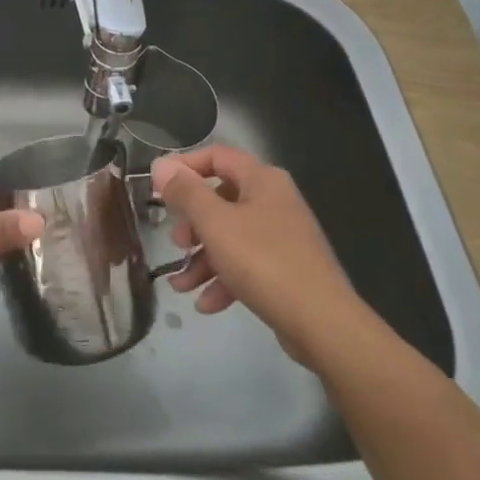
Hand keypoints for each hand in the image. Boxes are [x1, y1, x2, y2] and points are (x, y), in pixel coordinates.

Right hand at [151, 145, 369, 369]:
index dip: (184, 166)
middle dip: (192, 223)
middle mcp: (274, 201)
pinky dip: (223, 280)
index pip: (217, 156)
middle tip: (176, 242)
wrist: (322, 323)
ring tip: (180, 285)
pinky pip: (246, 265)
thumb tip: (161, 164)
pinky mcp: (285, 269)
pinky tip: (205, 303)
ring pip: (230, 236)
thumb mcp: (215, 223)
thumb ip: (185, 192)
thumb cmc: (263, 261)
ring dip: (201, 259)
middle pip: (220, 199)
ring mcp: (282, 237)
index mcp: (262, 180)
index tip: (157, 187)